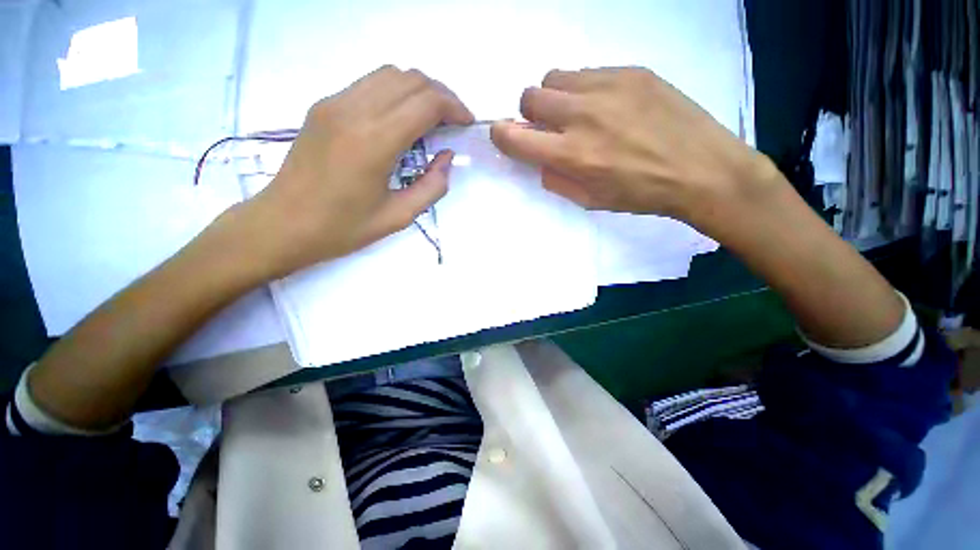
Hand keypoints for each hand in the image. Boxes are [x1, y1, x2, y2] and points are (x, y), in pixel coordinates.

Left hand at [236, 66, 473, 280]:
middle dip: (441, 95)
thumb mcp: (399, 216)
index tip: (466, 123)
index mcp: (375, 141)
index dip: (454, 107)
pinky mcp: (323, 106)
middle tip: (453, 121)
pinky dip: (395, 93)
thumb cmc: (342, 228)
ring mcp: (334, 103)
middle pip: (411, 79)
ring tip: (431, 118)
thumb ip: (432, 186)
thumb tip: (446, 158)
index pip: (426, 102)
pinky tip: (400, 120)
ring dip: (418, 90)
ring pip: (389, 74)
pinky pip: (368, 84)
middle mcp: (354, 110)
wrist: (282, 224)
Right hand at [490, 67, 776, 227]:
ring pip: (555, 77)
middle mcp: (582, 116)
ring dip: (556, 97)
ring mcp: (608, 87)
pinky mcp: (631, 71)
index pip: (514, 136)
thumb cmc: (640, 194)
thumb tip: (540, 159)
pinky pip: (588, 72)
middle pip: (530, 96)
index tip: (505, 136)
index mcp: (571, 155)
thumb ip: (556, 179)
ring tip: (578, 113)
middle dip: (531, 114)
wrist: (702, 170)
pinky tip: (607, 105)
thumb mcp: (589, 201)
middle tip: (550, 128)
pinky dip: (584, 89)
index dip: (501, 135)